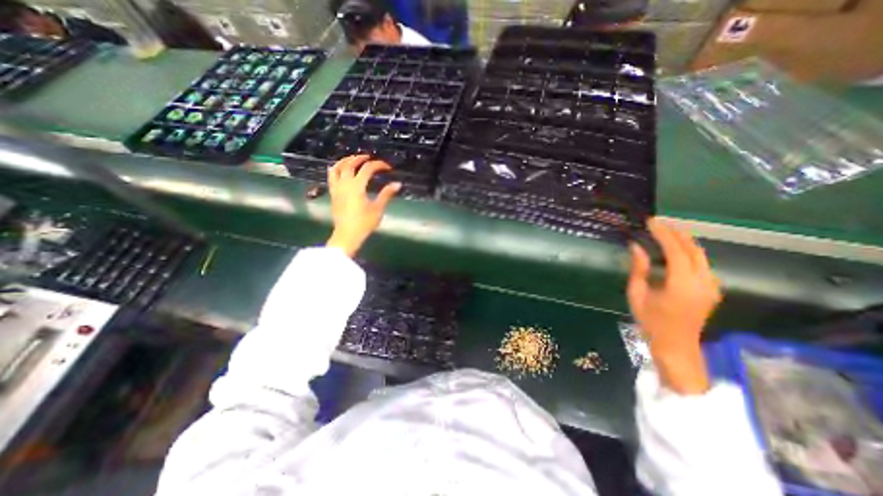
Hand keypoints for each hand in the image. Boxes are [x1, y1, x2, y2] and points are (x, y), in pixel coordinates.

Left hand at [323, 155, 400, 257]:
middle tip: (369, 157)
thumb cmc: (364, 223)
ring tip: (352, 159)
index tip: (388, 168)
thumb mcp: (378, 209)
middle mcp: (345, 183)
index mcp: (357, 186)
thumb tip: (397, 184)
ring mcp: (336, 188)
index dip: (379, 165)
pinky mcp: (333, 194)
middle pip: (350, 164)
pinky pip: (331, 176)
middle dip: (360, 158)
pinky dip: (336, 169)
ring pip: (336, 168)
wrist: (347, 235)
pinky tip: (341, 171)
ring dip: (345, 161)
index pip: (368, 169)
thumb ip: (387, 194)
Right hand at [623, 218, 720, 392]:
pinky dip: (689, 252)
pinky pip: (702, 263)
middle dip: (676, 233)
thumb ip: (638, 269)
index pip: (676, 251)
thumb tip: (636, 246)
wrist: (676, 346)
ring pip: (700, 255)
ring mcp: (711, 286)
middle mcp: (702, 282)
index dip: (663, 234)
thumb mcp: (637, 294)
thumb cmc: (651, 321)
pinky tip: (676, 250)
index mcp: (682, 284)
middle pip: (693, 249)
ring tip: (665, 232)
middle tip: (658, 223)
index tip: (651, 222)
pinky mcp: (712, 289)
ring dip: (684, 241)